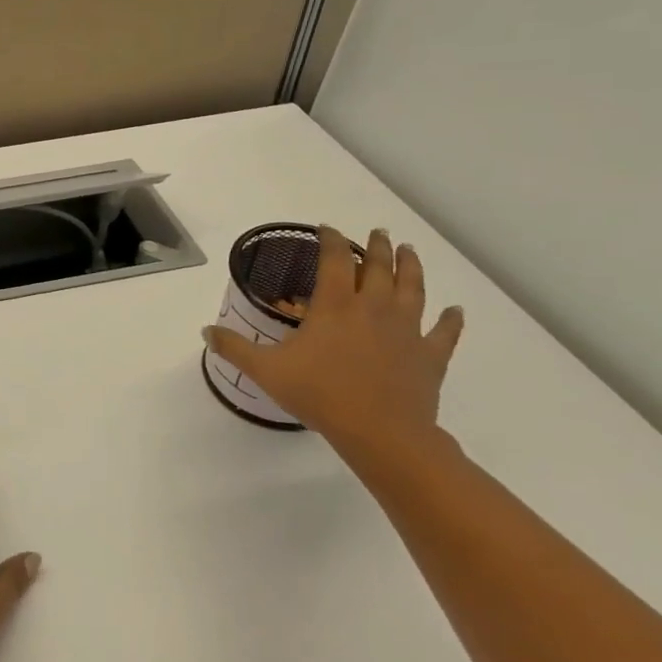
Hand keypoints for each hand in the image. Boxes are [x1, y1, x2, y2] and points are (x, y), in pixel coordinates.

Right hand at [205, 227, 465, 467]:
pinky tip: (455, 311)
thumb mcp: (266, 370)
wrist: (381, 432)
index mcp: (336, 306)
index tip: (327, 229)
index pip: (334, 260)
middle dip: (376, 247)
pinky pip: (444, 332)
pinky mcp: (430, 356)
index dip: (330, 240)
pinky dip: (451, 320)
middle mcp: (374, 308)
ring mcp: (407, 330)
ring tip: (409, 250)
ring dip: (411, 266)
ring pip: (414, 289)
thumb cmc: (320, 394)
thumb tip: (206, 330)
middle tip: (377, 233)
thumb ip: (235, 347)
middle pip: (379, 267)